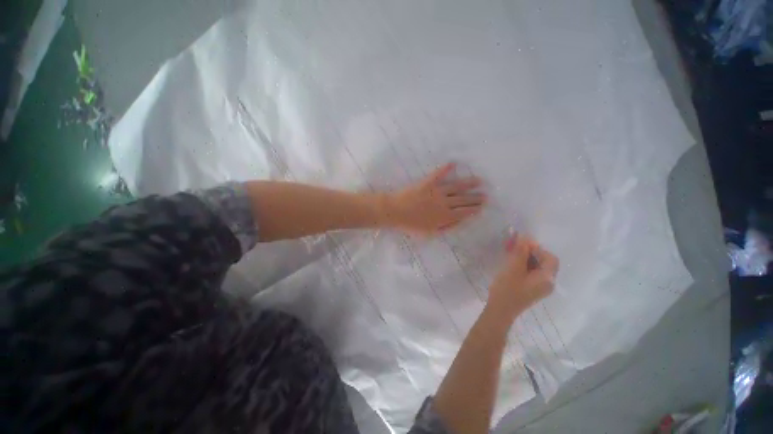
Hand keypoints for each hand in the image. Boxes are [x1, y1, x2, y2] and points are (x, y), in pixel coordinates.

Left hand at [381, 162, 486, 234]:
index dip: (474, 209)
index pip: (464, 212)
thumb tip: (458, 222)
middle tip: (484, 195)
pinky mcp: (427, 183)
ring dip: (468, 183)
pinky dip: (446, 168)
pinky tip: (453, 163)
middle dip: (475, 198)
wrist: (395, 212)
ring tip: (478, 180)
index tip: (482, 206)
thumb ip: (445, 228)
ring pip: (456, 187)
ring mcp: (436, 192)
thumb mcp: (429, 233)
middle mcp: (444, 203)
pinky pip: (439, 174)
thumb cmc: (410, 225)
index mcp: (444, 217)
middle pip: (463, 200)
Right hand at [486, 234, 558, 321]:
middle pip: (545, 262)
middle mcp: (548, 283)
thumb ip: (521, 252)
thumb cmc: (507, 289)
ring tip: (512, 255)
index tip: (521, 245)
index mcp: (547, 278)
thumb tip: (525, 237)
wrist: (500, 310)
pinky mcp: (532, 289)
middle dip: (531, 253)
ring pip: (538, 267)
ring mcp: (541, 287)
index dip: (537, 248)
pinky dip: (525, 266)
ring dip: (527, 258)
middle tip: (515, 248)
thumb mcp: (513, 268)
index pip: (550, 258)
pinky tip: (513, 265)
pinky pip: (533, 273)